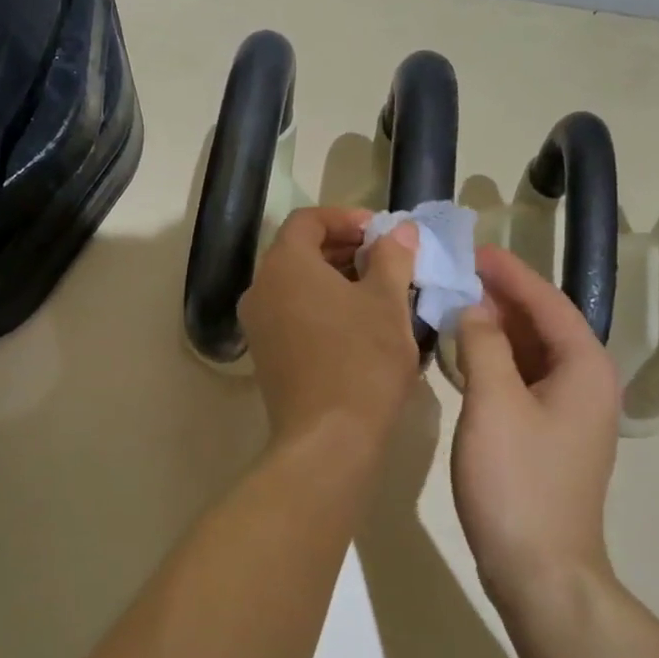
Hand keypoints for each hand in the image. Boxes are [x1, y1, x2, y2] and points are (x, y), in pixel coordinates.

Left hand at [239, 208, 421, 452]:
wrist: (328, 438)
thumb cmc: (362, 360)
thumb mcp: (387, 302)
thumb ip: (392, 257)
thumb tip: (400, 230)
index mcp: (285, 265)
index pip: (308, 221)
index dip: (346, 218)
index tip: (381, 232)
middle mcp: (261, 288)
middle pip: (299, 251)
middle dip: (343, 249)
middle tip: (385, 259)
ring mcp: (258, 325)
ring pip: (296, 285)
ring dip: (334, 279)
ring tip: (379, 291)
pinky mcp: (266, 355)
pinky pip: (292, 314)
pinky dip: (321, 307)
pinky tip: (358, 325)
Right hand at [450, 245, 620, 605]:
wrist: (540, 567)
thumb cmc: (517, 480)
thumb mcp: (494, 403)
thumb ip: (483, 345)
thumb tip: (473, 307)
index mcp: (583, 367)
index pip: (547, 301)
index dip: (511, 273)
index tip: (473, 250)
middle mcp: (585, 383)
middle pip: (543, 324)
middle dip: (501, 297)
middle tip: (455, 274)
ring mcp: (568, 412)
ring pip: (531, 353)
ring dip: (495, 328)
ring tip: (452, 304)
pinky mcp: (547, 435)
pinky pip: (522, 379)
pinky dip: (494, 360)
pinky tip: (462, 356)